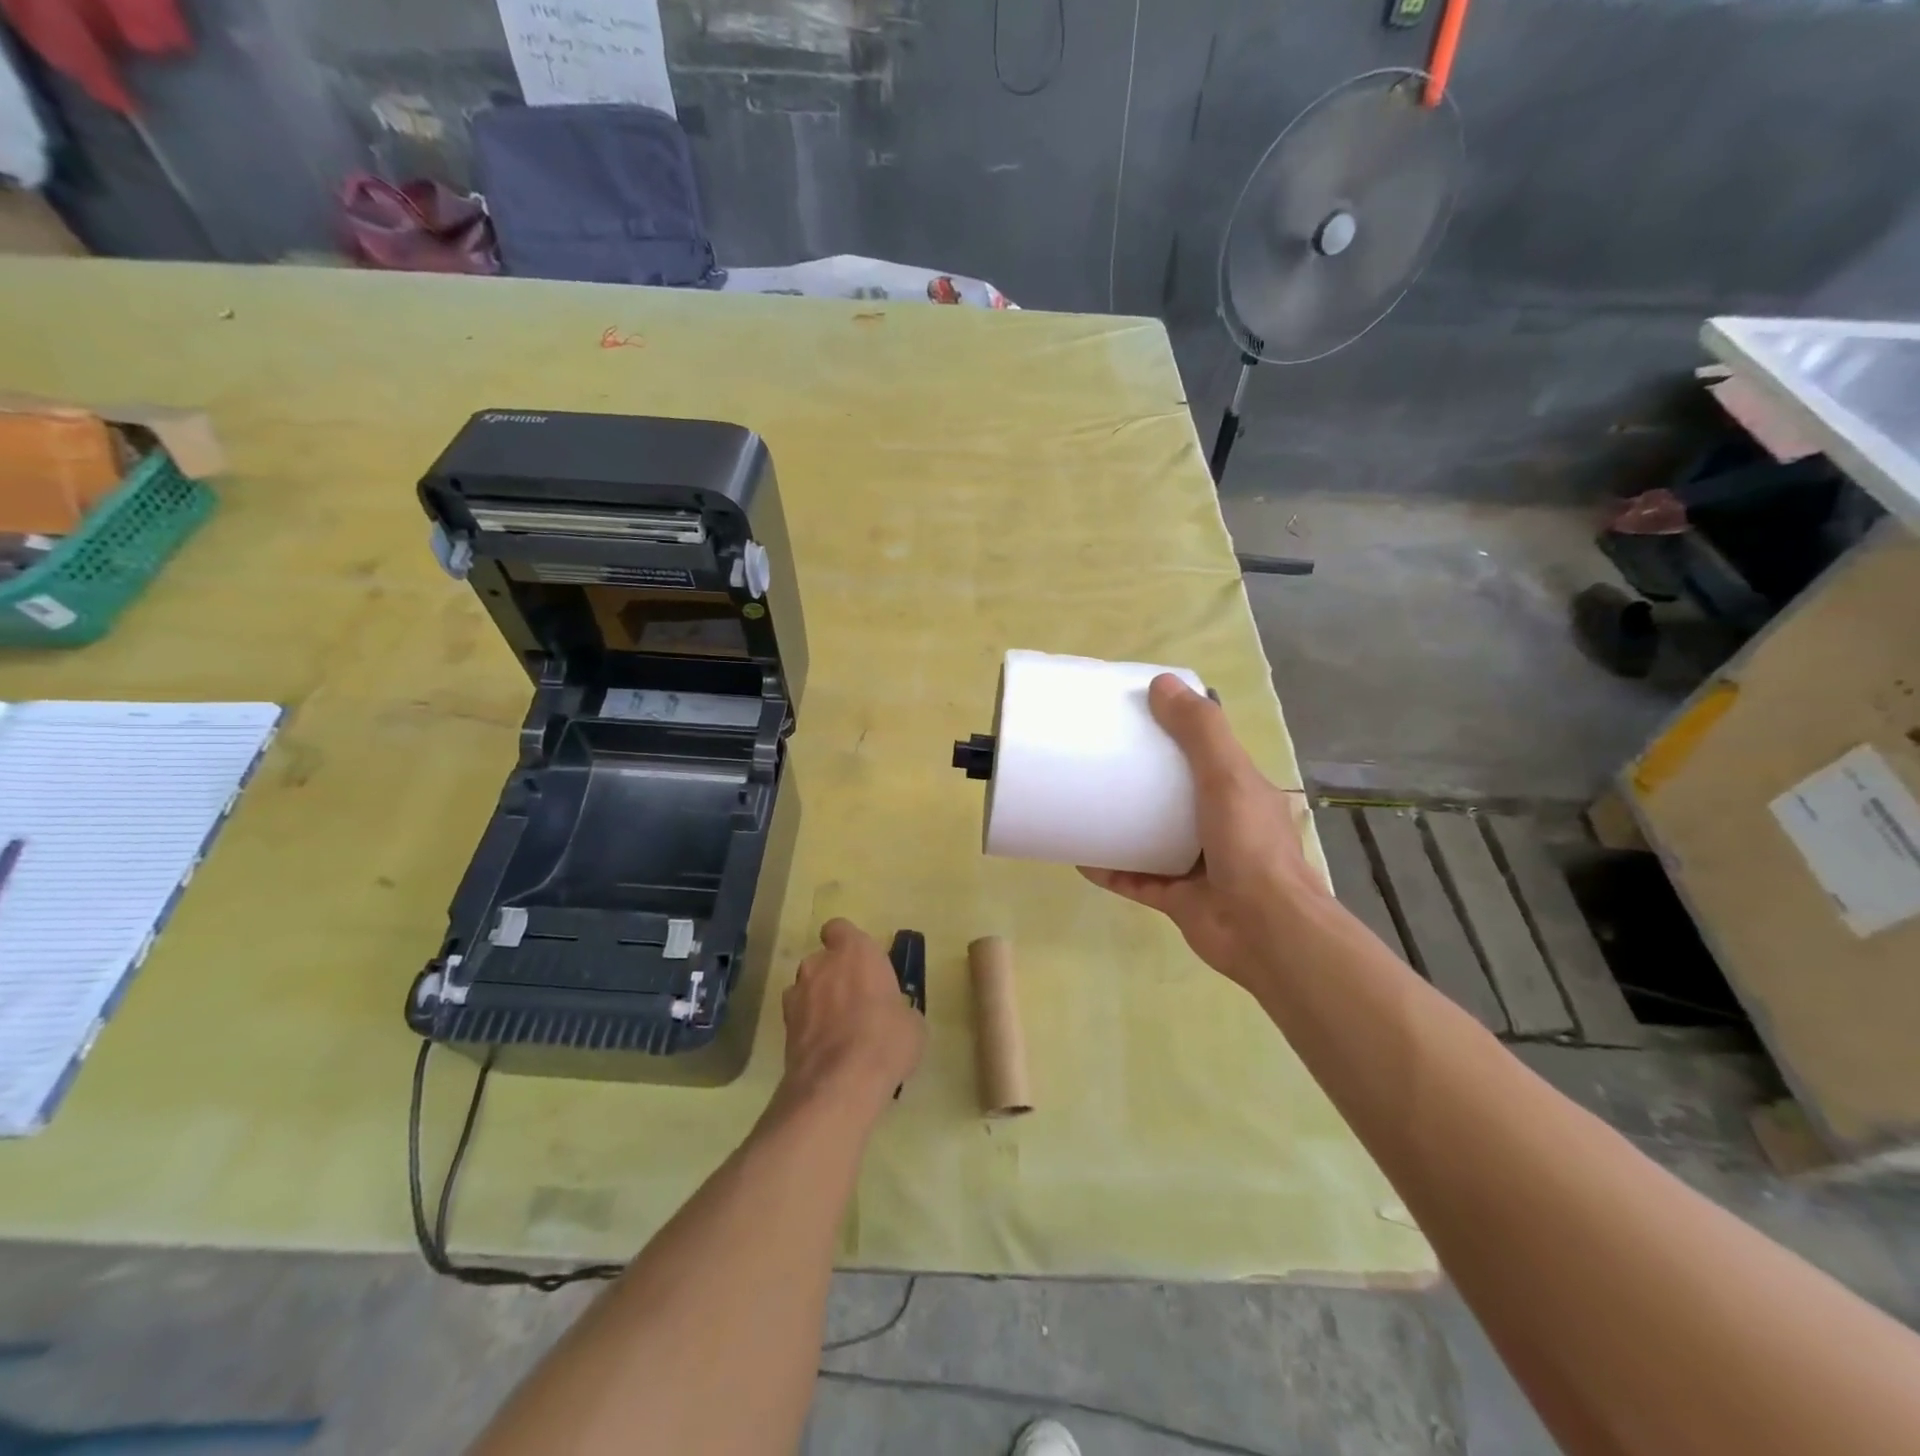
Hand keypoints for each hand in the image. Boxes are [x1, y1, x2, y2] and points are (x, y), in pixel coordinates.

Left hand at [777, 919, 926, 1115]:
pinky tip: (826, 1052)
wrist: (840, 1083)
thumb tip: (896, 1016)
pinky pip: (799, 1019)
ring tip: (838, 1031)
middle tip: (855, 1003)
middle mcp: (820, 965)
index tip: (859, 963)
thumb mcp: (912, 1023)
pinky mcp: (783, 1028)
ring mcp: (796, 996)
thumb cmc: (886, 1039)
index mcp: (855, 951)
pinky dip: (809, 1029)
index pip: (839, 929)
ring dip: (818, 1002)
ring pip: (806, 989)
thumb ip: (898, 1009)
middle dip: (834, 977)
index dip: (846, 943)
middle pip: (822, 961)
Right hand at [1080, 674, 1326, 991]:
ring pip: (1152, 837)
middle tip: (1098, 758)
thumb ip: (1199, 731)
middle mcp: (1220, 825)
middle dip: (1139, 778)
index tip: (1135, 716)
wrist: (1264, 931)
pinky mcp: (1177, 898)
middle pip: (1173, 794)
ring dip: (1121, 824)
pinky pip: (1135, 878)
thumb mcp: (1228, 776)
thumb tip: (1161, 684)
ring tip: (1084, 803)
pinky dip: (1110, 868)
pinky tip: (1079, 856)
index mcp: (1239, 792)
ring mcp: (1198, 865)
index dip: (1174, 732)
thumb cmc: (1249, 846)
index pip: (1206, 752)